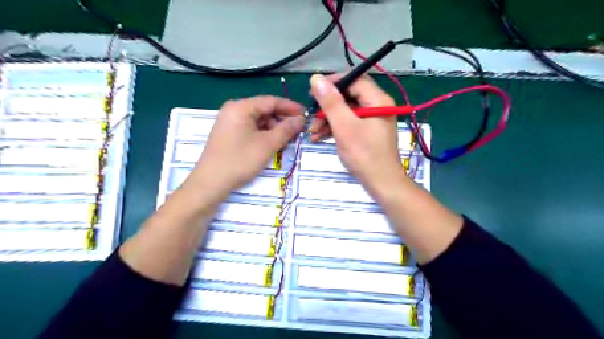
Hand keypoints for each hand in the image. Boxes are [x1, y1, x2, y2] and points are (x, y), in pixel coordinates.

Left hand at [184, 96, 304, 203]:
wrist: (210, 183)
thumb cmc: (240, 160)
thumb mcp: (267, 145)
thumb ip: (286, 129)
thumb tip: (301, 119)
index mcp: (241, 107)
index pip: (271, 101)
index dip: (290, 107)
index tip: (306, 115)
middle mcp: (234, 110)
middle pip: (264, 110)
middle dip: (282, 120)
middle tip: (298, 131)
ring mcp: (229, 122)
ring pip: (258, 120)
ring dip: (274, 129)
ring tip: (286, 141)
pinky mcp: (229, 133)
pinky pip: (251, 129)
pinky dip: (264, 135)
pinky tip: (272, 144)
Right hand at [308, 74, 402, 196]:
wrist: (381, 183)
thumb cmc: (364, 155)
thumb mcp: (344, 127)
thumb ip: (331, 102)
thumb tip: (316, 79)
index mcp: (377, 100)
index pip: (354, 80)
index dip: (332, 83)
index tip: (313, 91)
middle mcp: (377, 106)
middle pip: (349, 96)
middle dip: (328, 106)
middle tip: (311, 115)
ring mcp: (373, 119)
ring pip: (347, 111)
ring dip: (328, 119)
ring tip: (312, 131)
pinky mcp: (368, 132)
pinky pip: (349, 122)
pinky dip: (335, 128)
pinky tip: (320, 137)